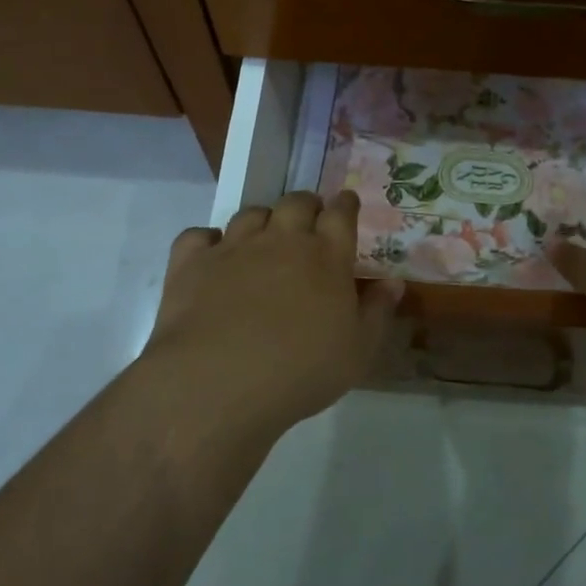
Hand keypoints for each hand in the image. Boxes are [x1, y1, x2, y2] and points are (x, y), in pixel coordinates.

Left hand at [143, 190, 401, 435]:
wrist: (220, 382)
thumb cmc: (301, 371)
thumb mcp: (358, 351)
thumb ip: (378, 311)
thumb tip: (394, 282)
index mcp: (326, 255)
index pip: (341, 214)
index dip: (346, 205)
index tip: (347, 203)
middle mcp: (281, 240)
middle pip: (296, 203)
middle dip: (306, 205)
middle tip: (309, 219)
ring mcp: (234, 247)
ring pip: (251, 214)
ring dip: (262, 220)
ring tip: (264, 237)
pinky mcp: (192, 263)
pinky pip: (199, 236)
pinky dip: (208, 240)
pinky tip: (212, 254)